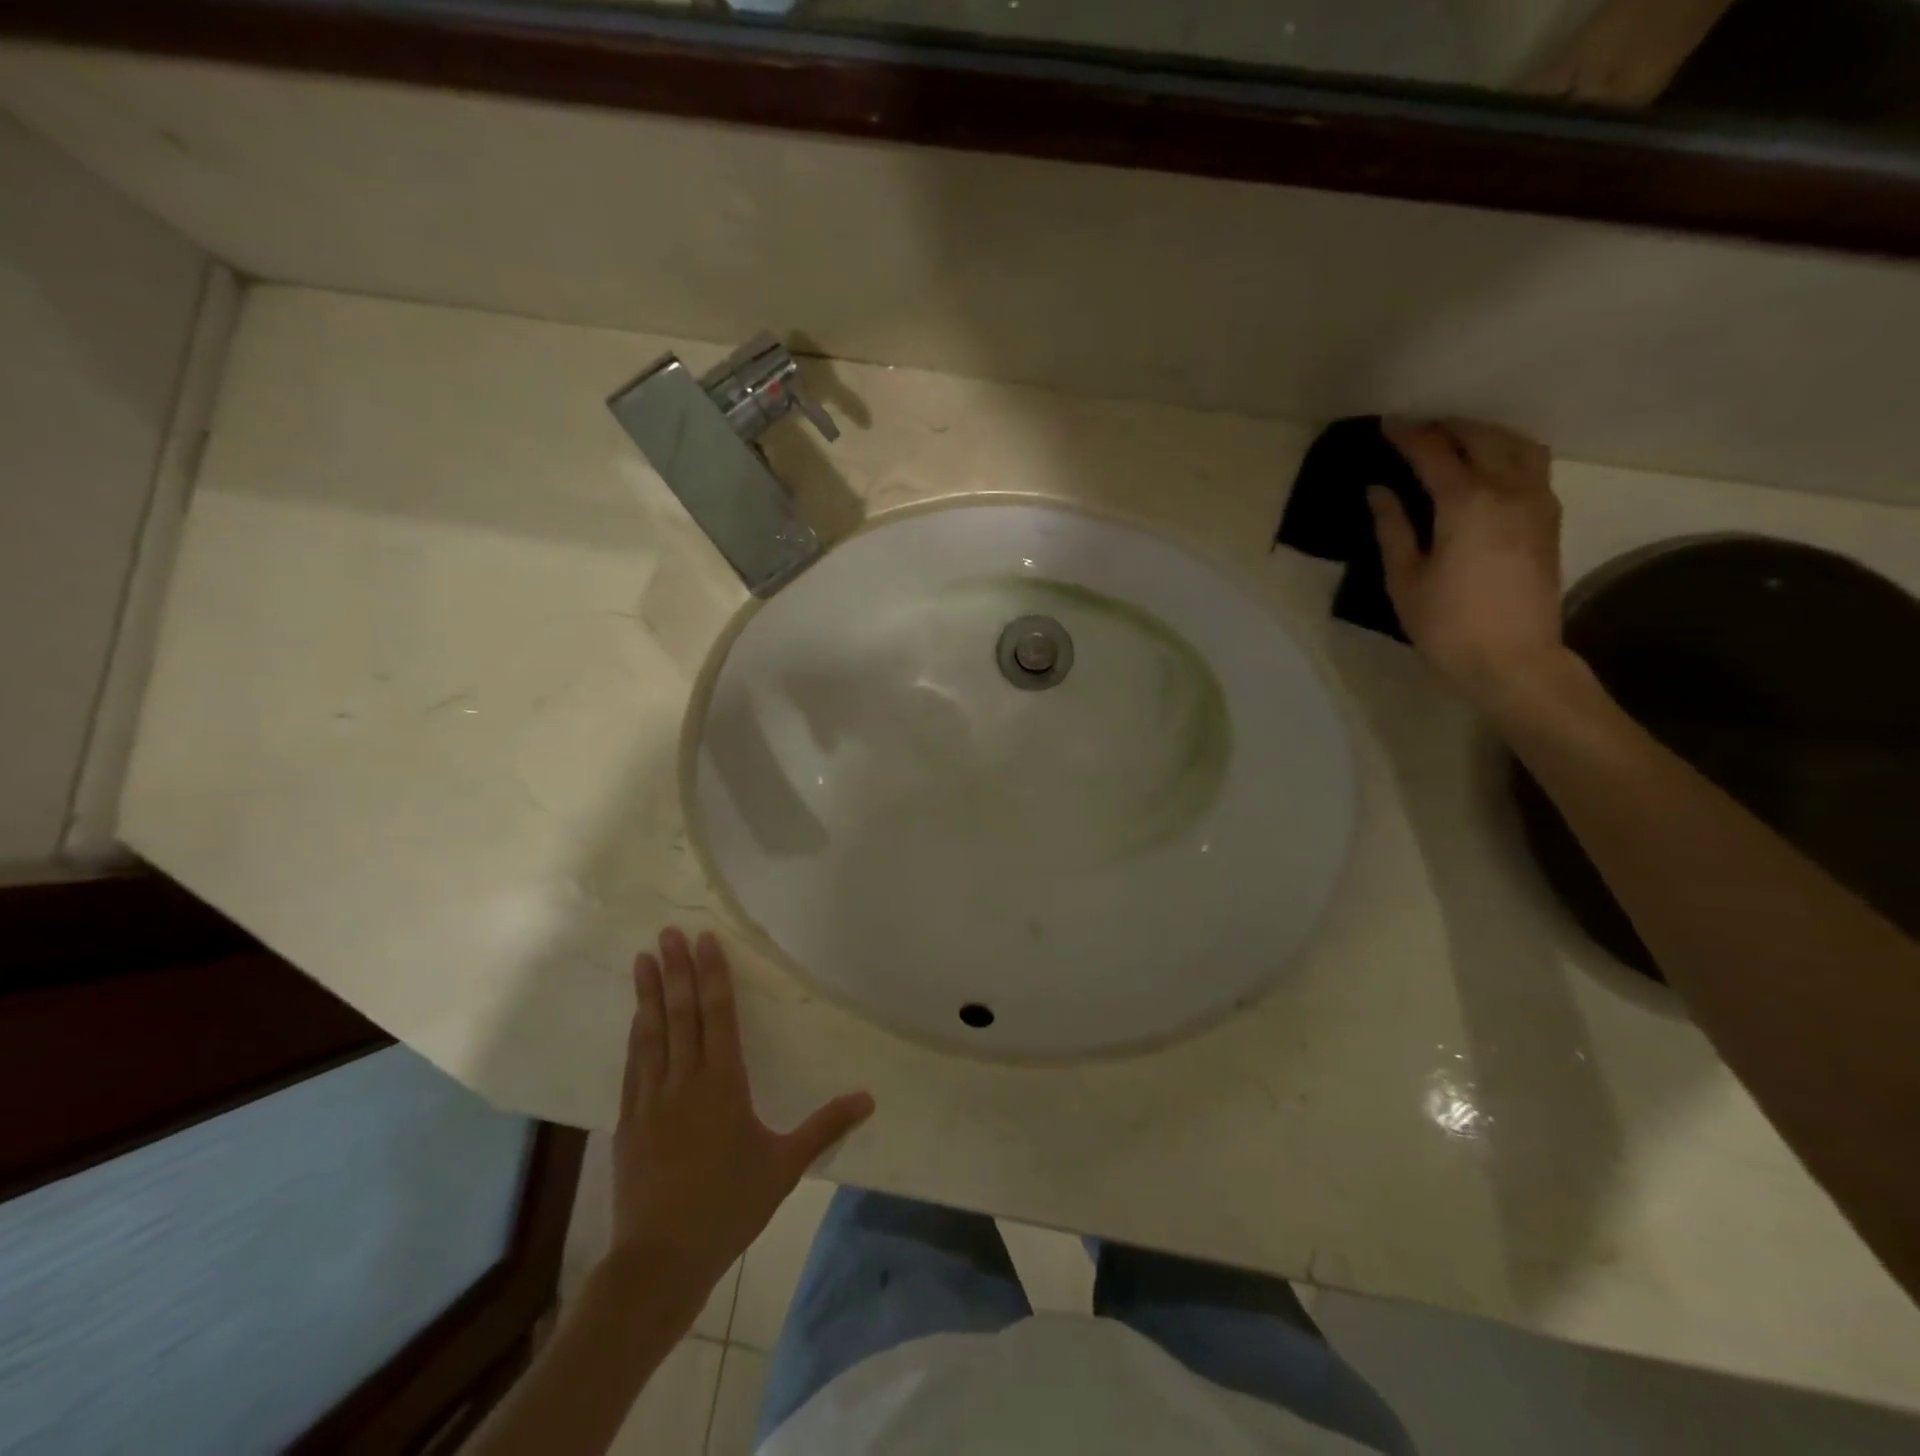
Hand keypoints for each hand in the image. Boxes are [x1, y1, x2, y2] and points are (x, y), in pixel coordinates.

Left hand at [611, 927, 873, 1290]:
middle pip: (680, 1015)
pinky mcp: (629, 1121)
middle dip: (676, 970)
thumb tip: (869, 1099)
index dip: (712, 975)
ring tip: (644, 958)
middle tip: (668, 932)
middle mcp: (684, 1081)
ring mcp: (651, 1100)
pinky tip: (636, 1018)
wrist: (659, 1261)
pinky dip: (635, 1035)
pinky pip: (633, 1065)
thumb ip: (826, 1127)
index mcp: (723, 1084)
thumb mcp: (784, 1166)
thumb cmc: (729, 1207)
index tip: (704, 941)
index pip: (718, 1016)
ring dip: (648, 994)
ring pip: (651, 1033)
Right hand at [1370, 418, 1566, 711]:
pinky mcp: (1550, 520)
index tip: (1387, 424)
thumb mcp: (1405, 579)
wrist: (1512, 660)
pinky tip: (1488, 467)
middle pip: (1481, 438)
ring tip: (1456, 440)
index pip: (1434, 453)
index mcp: (1466, 504)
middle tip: (1417, 430)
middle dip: (1447, 427)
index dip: (1408, 435)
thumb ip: (1393, 528)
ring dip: (1484, 434)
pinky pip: (1532, 466)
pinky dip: (1508, 453)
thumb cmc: (1446, 625)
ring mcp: (1537, 503)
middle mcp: (1509, 491)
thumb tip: (1379, 490)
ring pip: (1517, 445)